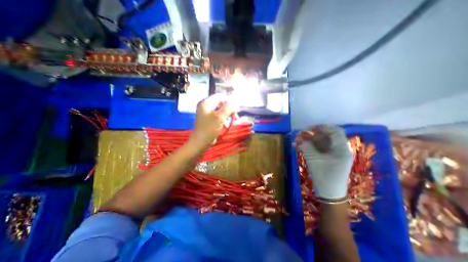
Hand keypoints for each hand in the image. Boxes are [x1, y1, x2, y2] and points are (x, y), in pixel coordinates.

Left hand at [187, 95, 235, 150]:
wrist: (199, 142)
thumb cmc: (209, 129)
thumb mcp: (220, 117)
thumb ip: (228, 109)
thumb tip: (236, 104)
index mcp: (206, 103)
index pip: (220, 96)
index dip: (229, 101)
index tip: (236, 108)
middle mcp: (206, 107)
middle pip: (221, 104)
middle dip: (229, 109)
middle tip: (236, 115)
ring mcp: (207, 114)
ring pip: (221, 111)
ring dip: (228, 115)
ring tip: (233, 121)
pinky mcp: (209, 121)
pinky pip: (218, 117)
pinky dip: (224, 120)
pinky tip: (226, 126)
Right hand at [297, 126, 352, 201]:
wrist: (330, 194)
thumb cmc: (324, 176)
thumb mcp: (314, 160)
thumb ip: (306, 146)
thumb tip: (298, 137)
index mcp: (342, 149)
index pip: (335, 131)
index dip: (322, 127)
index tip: (309, 128)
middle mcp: (341, 150)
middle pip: (329, 136)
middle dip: (315, 134)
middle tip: (303, 135)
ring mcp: (336, 155)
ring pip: (324, 142)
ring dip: (312, 140)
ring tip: (300, 141)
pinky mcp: (330, 159)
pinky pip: (321, 149)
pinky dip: (312, 146)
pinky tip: (303, 147)